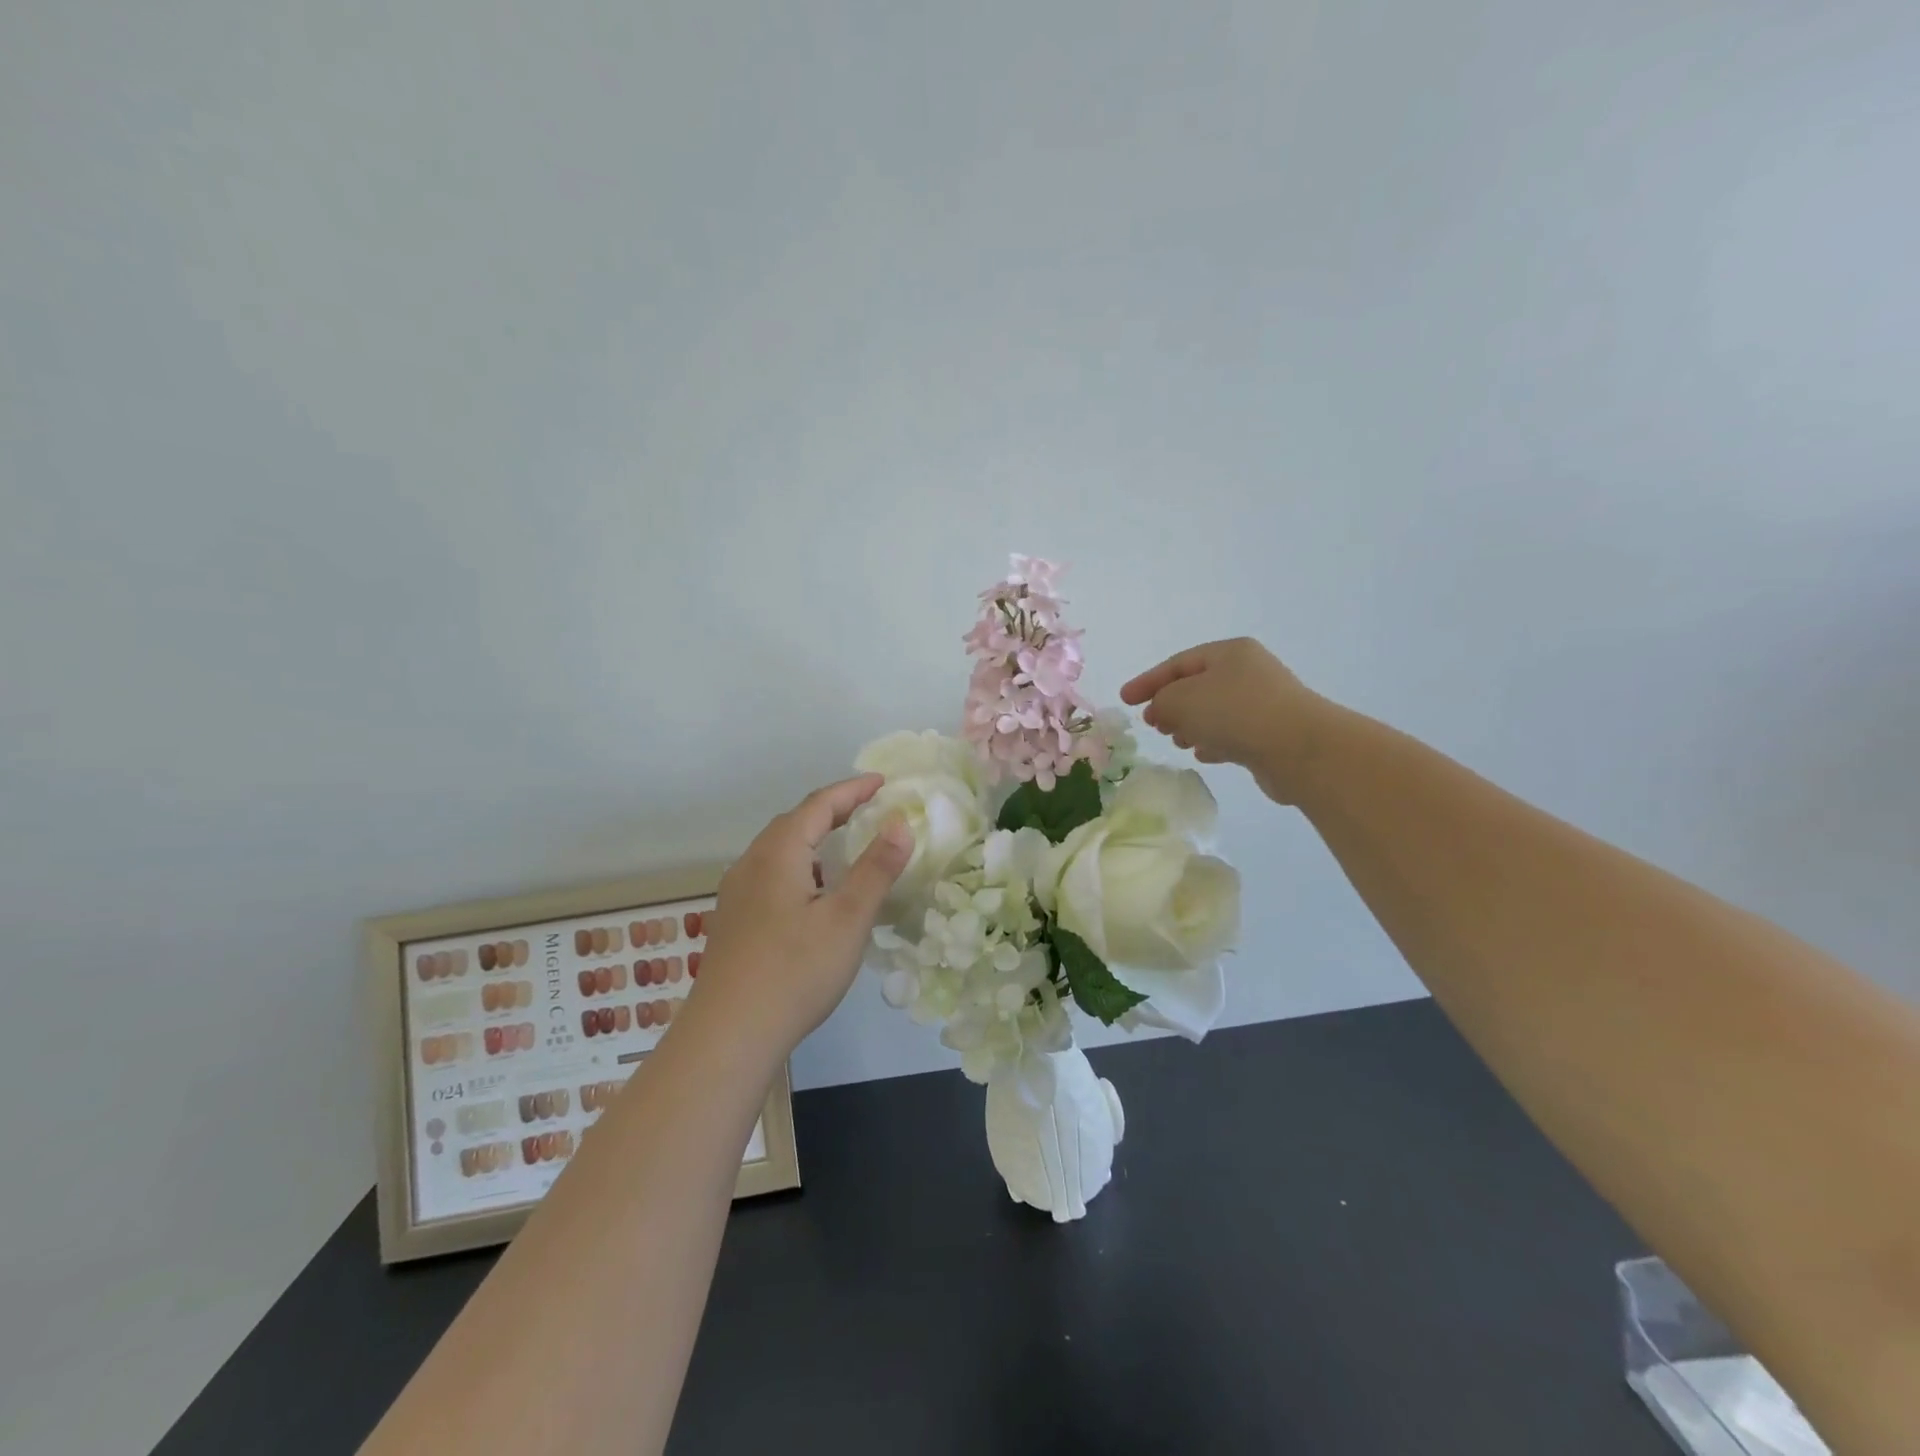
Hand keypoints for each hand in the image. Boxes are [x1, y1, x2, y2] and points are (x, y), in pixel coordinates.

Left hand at [688, 775, 911, 1059]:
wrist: (728, 1036)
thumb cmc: (795, 971)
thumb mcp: (848, 919)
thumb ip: (876, 868)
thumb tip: (900, 823)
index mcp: (777, 854)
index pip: (818, 805)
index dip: (852, 790)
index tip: (882, 782)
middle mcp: (751, 864)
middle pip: (794, 822)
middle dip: (832, 810)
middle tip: (868, 809)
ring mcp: (737, 894)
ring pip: (779, 850)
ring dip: (813, 839)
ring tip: (845, 847)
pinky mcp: (733, 921)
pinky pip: (771, 875)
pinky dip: (800, 866)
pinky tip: (814, 894)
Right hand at [1120, 638, 1331, 804]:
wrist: (1299, 749)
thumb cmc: (1235, 713)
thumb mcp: (1182, 699)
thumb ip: (1161, 701)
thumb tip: (1162, 711)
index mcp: (1229, 653)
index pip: (1178, 663)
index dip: (1148, 681)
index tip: (1124, 700)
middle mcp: (1248, 672)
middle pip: (1197, 686)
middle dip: (1171, 705)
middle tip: (1154, 724)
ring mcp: (1263, 703)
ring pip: (1214, 712)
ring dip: (1191, 726)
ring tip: (1177, 741)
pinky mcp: (1271, 734)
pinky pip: (1233, 733)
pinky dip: (1213, 742)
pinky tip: (1203, 754)